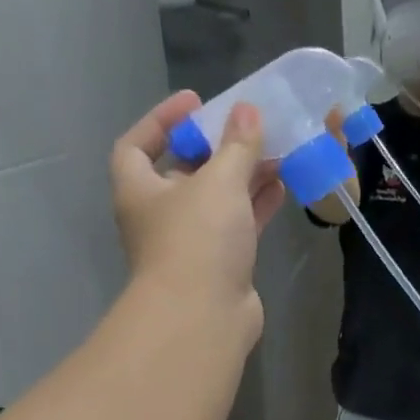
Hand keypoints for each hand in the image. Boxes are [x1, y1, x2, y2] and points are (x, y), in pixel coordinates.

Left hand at [109, 91, 284, 329]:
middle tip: (246, 129)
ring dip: (242, 178)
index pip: (138, 143)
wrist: (204, 316)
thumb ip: (237, 145)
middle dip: (215, 149)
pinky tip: (281, 189)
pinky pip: (237, 227)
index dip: (163, 119)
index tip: (196, 103)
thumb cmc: (198, 239)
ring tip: (274, 154)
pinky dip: (255, 207)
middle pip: (184, 172)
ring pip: (217, 201)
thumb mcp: (219, 181)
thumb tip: (248, 110)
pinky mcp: (220, 267)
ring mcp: (191, 244)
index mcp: (139, 189)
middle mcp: (159, 215)